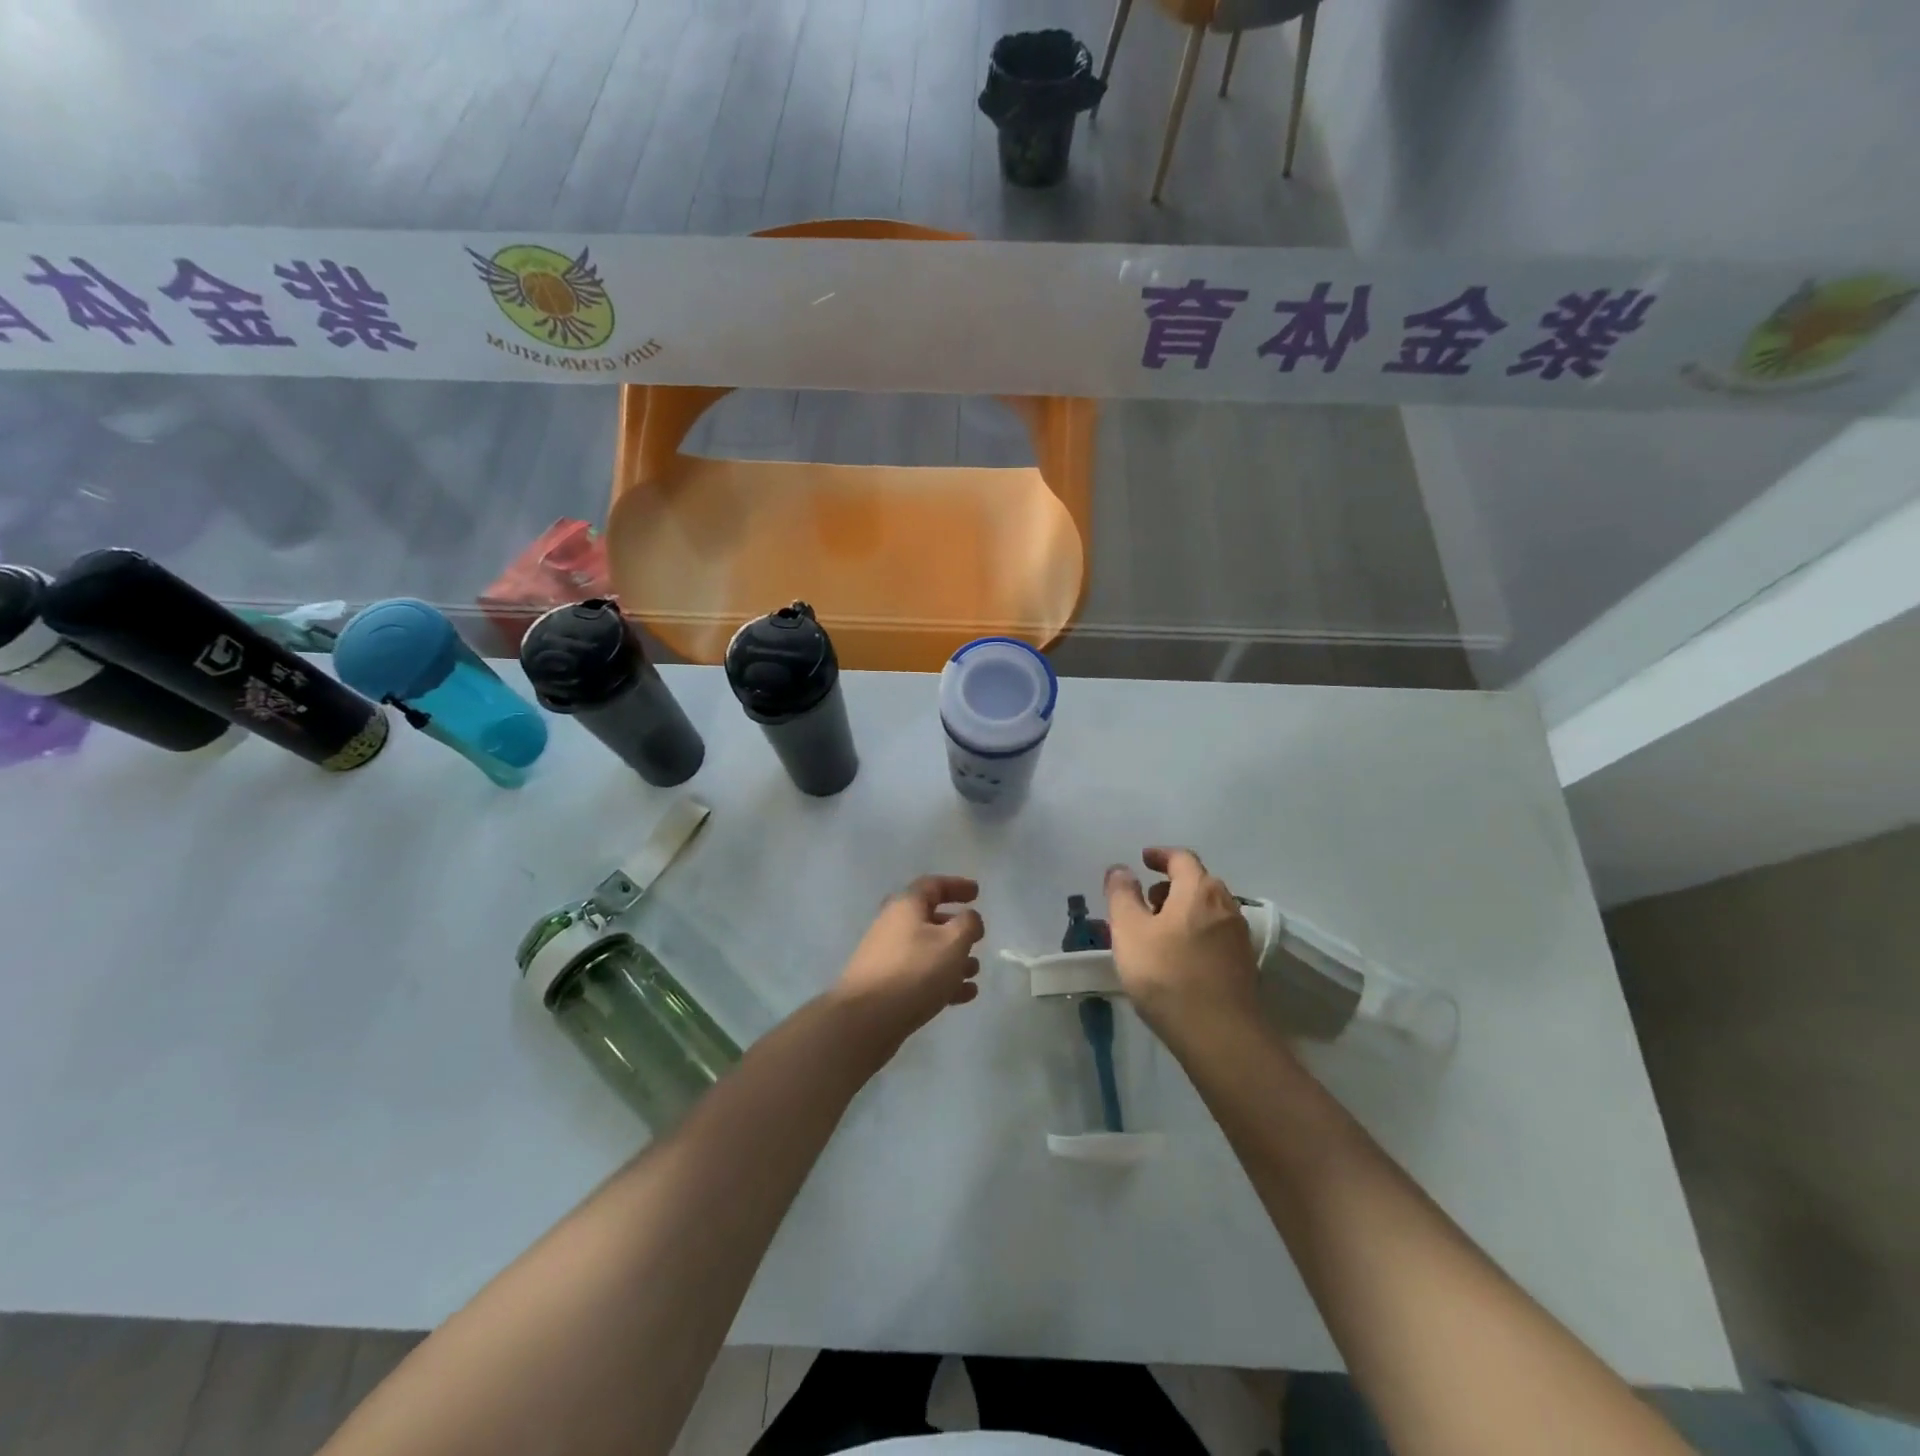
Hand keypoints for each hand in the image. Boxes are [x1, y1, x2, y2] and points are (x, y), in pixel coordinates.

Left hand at [831, 876, 984, 1048]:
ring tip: (975, 971)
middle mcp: (893, 925)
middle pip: (928, 918)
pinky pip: (920, 975)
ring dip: (953, 958)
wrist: (864, 1020)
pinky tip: (964, 995)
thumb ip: (967, 924)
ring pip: (926, 950)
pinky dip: (943, 980)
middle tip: (977, 936)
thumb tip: (969, 917)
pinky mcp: (886, 986)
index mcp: (906, 906)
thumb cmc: (914, 971)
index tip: (977, 893)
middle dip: (955, 927)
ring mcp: (887, 957)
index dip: (957, 886)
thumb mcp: (951, 942)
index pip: (933, 885)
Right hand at [1105, 848, 1260, 1047]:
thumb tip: (1121, 869)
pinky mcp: (1243, 965)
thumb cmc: (1167, 975)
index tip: (1142, 859)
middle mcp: (1226, 905)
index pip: (1181, 858)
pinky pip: (1214, 934)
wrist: (1219, 1036)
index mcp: (1199, 890)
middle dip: (1170, 885)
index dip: (1160, 855)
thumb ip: (1122, 895)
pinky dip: (1194, 932)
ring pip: (1207, 910)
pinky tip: (1177, 957)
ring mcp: (1239, 937)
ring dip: (1182, 910)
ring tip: (1156, 931)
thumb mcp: (1129, 931)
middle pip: (1197, 882)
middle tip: (1144, 899)